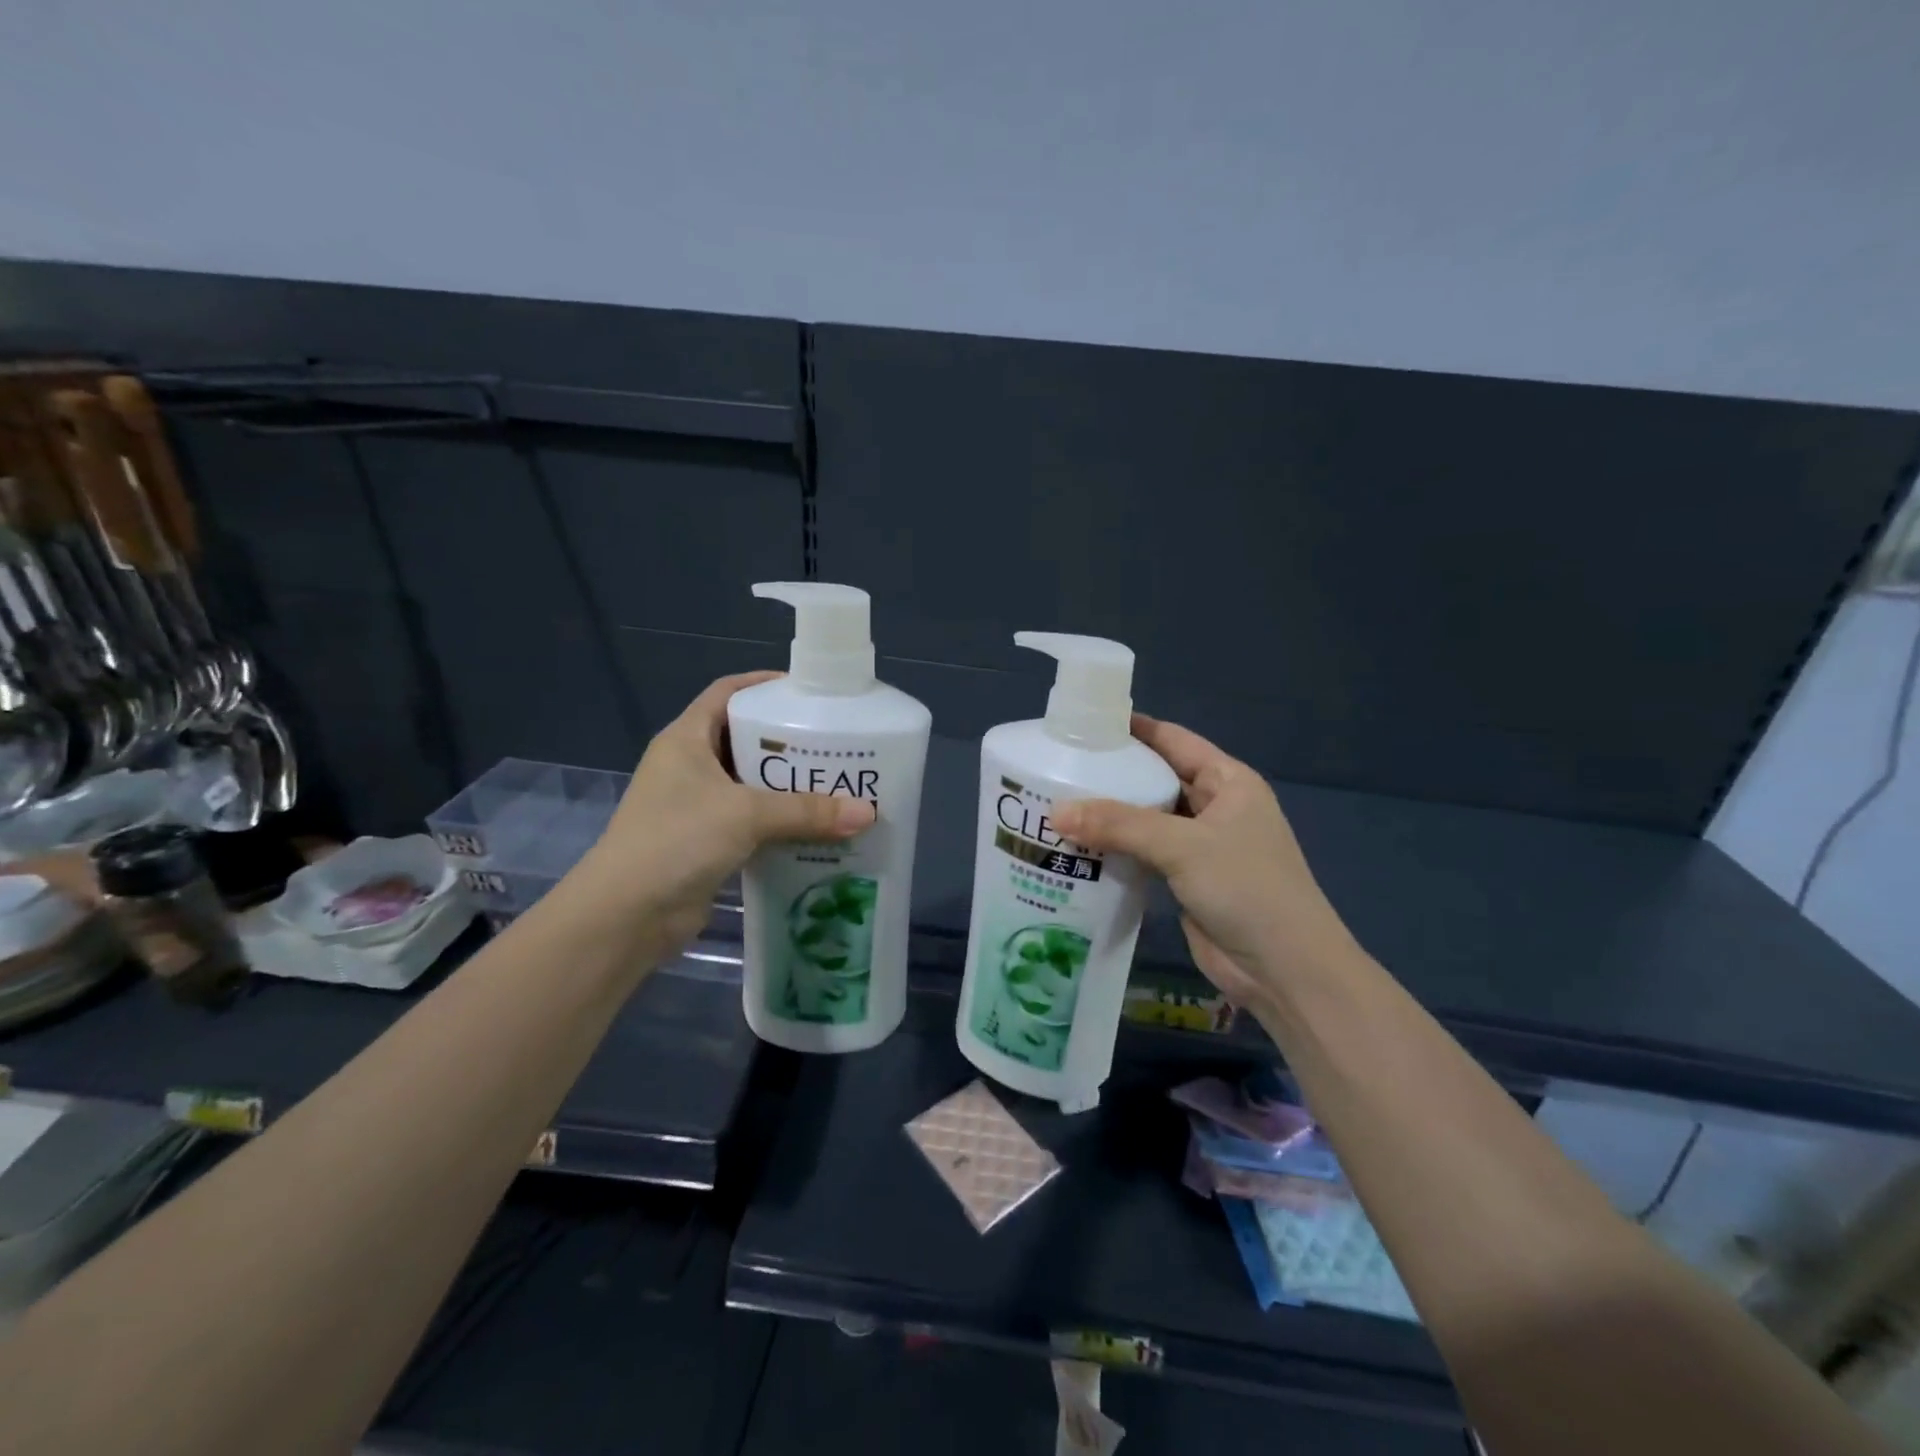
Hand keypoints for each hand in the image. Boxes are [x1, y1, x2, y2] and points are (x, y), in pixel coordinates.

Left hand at [568, 672, 873, 963]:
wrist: (625, 916)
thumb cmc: (677, 840)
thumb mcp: (745, 815)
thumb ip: (807, 811)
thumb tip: (868, 812)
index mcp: (686, 740)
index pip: (726, 693)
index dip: (763, 685)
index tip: (808, 692)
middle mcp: (689, 767)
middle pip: (745, 740)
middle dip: (789, 742)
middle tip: (837, 743)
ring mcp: (696, 807)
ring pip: (751, 785)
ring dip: (789, 787)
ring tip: (837, 785)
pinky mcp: (706, 843)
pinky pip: (752, 823)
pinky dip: (781, 823)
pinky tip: (817, 829)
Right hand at [1053, 715, 1360, 1006]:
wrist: (1285, 970)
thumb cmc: (1246, 889)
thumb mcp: (1183, 846)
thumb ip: (1119, 825)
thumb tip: (1055, 812)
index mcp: (1228, 782)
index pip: (1174, 740)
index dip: (1134, 728)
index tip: (1085, 723)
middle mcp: (1215, 808)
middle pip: (1157, 779)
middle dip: (1113, 774)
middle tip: (1057, 767)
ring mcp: (1200, 847)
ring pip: (1147, 820)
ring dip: (1110, 816)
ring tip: (1055, 804)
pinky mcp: (1185, 881)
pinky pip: (1144, 855)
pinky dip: (1115, 850)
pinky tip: (1076, 848)